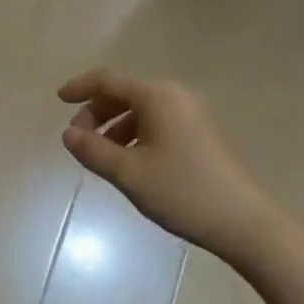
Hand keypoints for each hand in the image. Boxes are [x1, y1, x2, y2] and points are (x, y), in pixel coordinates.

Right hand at [59, 71, 269, 265]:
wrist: (244, 223)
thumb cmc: (182, 191)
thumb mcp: (129, 173)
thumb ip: (93, 150)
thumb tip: (68, 133)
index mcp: (157, 96)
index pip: (108, 81)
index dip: (80, 87)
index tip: (58, 100)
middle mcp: (175, 96)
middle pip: (125, 94)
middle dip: (97, 112)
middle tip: (79, 139)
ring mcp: (191, 114)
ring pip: (141, 111)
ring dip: (115, 127)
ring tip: (101, 156)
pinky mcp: (200, 134)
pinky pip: (157, 123)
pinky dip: (135, 135)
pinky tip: (129, 162)